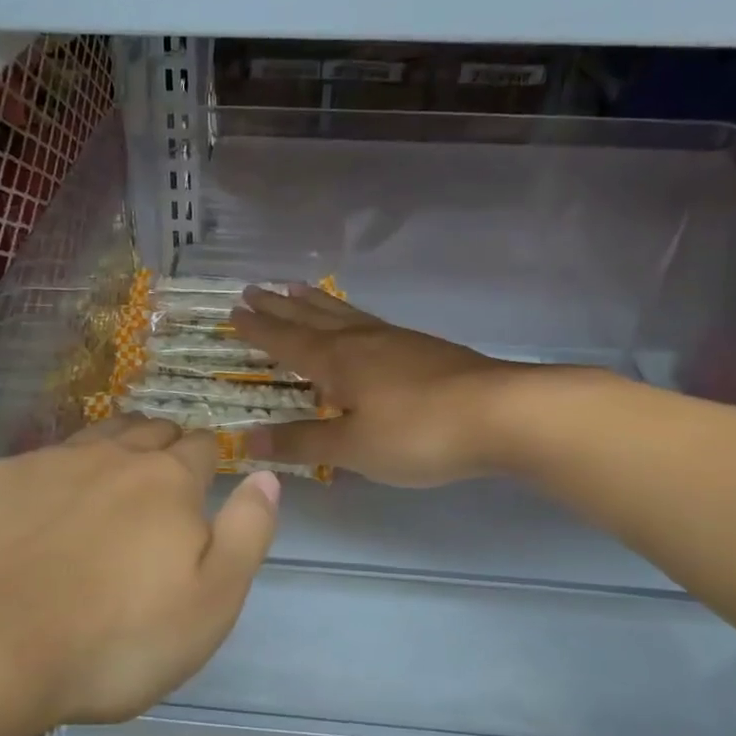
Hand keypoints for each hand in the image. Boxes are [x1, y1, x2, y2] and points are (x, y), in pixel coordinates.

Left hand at [0, 416, 279, 727]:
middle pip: (149, 431)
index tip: (205, 479)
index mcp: (168, 482)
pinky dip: (54, 475)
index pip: (201, 447)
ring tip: (112, 477)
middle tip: (163, 478)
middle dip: (164, 445)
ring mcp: (47, 464)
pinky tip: (43, 508)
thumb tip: (265, 476)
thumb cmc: (113, 639)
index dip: (208, 459)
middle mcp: (111, 457)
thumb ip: (247, 534)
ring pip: (95, 437)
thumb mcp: (211, 603)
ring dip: (113, 449)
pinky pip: (39, 461)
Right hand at [229, 285, 523, 487]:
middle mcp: (361, 341)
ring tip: (297, 288)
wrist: (501, 414)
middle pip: (312, 318)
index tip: (233, 311)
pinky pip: (370, 321)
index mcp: (337, 361)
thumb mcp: (353, 447)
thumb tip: (246, 438)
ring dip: (315, 302)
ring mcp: (396, 340)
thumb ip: (301, 442)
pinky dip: (350, 315)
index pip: (286, 341)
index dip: (258, 329)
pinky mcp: (424, 348)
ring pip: (344, 314)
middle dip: (280, 307)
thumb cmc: (418, 433)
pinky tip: (358, 324)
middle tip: (254, 288)